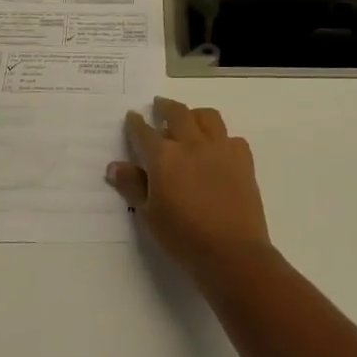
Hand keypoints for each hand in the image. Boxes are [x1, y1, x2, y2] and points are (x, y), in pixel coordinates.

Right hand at [108, 98, 271, 281]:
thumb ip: (132, 186)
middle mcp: (191, 143)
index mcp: (164, 157)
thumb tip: (114, 166)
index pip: (144, 132)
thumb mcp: (149, 215)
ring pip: (207, 117)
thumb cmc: (183, 237)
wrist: (232, 252)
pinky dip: (222, 138)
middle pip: (177, 113)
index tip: (133, 116)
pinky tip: (218, 148)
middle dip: (165, 106)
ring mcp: (220, 148)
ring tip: (190, 118)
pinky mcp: (243, 158)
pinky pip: (231, 137)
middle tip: (159, 104)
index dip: (136, 123)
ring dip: (195, 114)